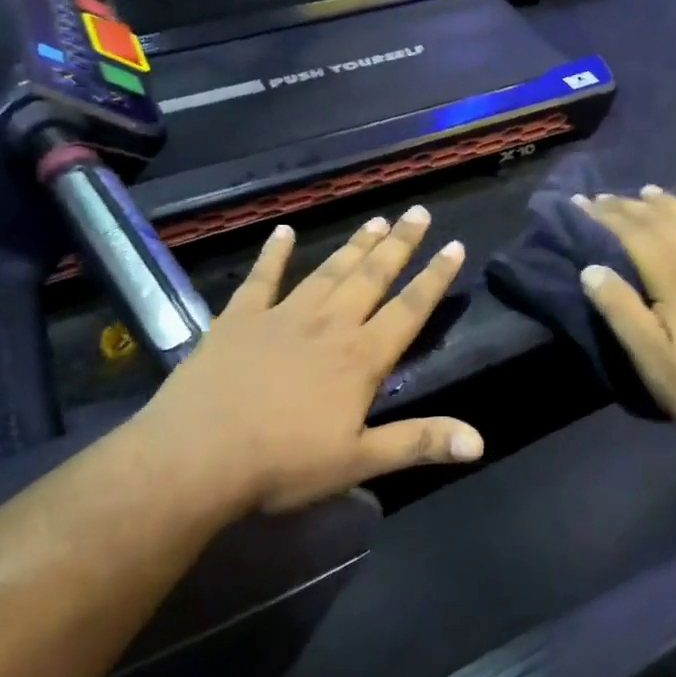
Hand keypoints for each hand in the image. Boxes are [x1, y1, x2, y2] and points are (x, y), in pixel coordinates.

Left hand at [127, 206, 482, 516]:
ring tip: (376, 221)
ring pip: (328, 272)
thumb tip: (479, 442)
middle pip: (371, 277)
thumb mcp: (359, 462)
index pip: (409, 309)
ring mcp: (282, 317)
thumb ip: (419, 443)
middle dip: (399, 244)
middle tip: (418, 212)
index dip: (434, 277)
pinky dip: (274, 254)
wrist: (195, 458)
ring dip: (354, 246)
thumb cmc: (283, 464)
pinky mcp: (239, 319)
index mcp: (361, 358)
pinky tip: (284, 231)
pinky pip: (262, 278)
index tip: (454, 245)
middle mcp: (329, 325)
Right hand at [576, 188, 675, 446]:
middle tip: (604, 196)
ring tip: (651, 191)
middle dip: (632, 206)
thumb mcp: (650, 358)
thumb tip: (591, 268)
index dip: (606, 216)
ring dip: (674, 203)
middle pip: (666, 222)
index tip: (581, 202)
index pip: (636, 235)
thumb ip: (621, 310)